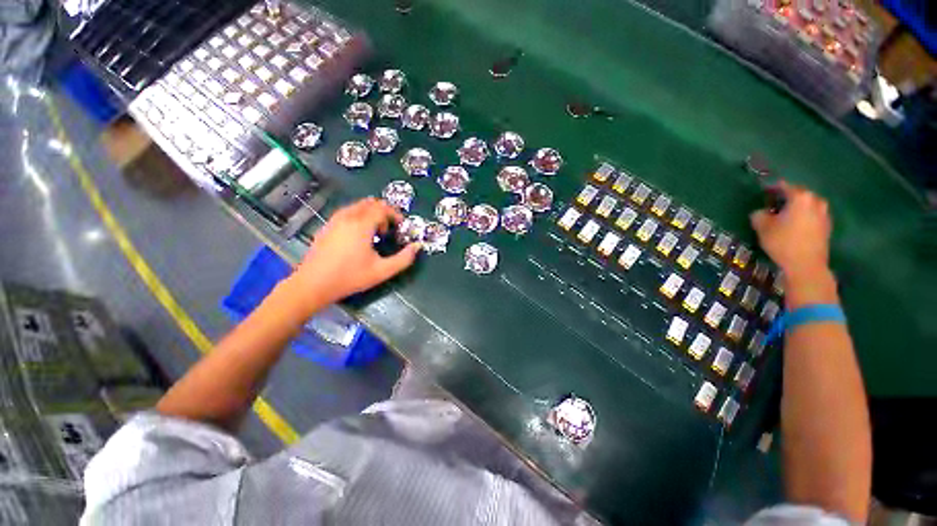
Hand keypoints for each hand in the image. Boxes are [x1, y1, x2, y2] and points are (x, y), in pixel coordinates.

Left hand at [288, 198, 420, 310]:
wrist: (313, 284)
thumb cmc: (350, 277)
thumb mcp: (382, 271)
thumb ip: (404, 259)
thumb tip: (417, 246)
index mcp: (362, 225)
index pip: (382, 208)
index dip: (395, 214)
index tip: (400, 226)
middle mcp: (348, 217)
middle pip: (370, 203)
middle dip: (383, 212)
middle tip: (388, 229)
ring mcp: (335, 220)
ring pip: (357, 206)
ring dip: (371, 214)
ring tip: (375, 233)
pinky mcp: (327, 226)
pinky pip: (347, 212)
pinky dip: (358, 216)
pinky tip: (359, 235)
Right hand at [750, 182, 835, 304]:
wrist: (806, 265)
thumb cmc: (783, 242)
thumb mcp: (762, 227)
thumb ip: (759, 214)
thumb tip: (761, 212)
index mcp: (800, 197)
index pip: (784, 186)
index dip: (771, 189)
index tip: (762, 193)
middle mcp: (816, 201)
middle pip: (798, 195)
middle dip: (786, 199)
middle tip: (773, 206)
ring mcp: (824, 214)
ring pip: (807, 206)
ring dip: (796, 209)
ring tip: (783, 217)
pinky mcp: (826, 227)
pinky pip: (812, 216)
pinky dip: (803, 218)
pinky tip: (794, 227)